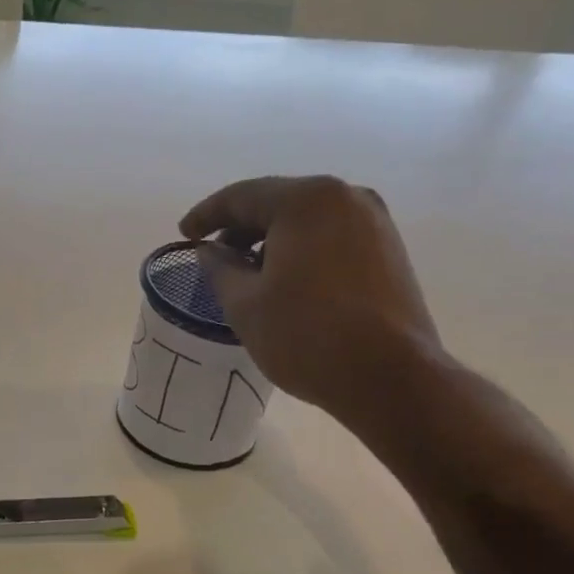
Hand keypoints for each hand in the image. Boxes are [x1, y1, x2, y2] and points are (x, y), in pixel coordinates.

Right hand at [180, 176, 442, 426]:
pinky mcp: (388, 249)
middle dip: (240, 227)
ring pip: (306, 220)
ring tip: (246, 273)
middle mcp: (345, 198)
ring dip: (270, 240)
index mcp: (306, 201)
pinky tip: (284, 280)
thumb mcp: (244, 303)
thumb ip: (219, 268)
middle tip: (212, 256)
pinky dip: (300, 250)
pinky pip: (330, 237)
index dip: (206, 215)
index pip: (241, 196)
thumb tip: (210, 251)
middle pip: (277, 202)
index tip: (183, 235)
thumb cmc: (306, 335)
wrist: (390, 376)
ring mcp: (374, 222)